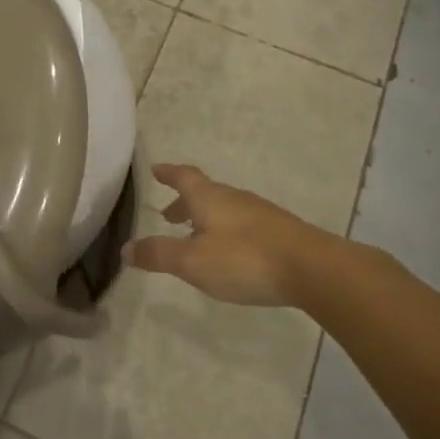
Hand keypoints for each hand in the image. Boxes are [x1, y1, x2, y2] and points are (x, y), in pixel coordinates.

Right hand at [126, 163, 322, 306]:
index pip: (184, 177)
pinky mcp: (279, 232)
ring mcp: (260, 213)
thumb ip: (158, 255)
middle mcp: (234, 198)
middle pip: (204, 192)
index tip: (156, 169)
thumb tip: (125, 249)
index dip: (168, 173)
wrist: (313, 269)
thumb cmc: (245, 259)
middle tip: (168, 215)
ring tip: (195, 235)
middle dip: (184, 202)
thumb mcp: (192, 262)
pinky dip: (226, 230)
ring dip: (205, 218)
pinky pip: (243, 224)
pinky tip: (230, 252)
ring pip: (225, 208)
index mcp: (209, 198)